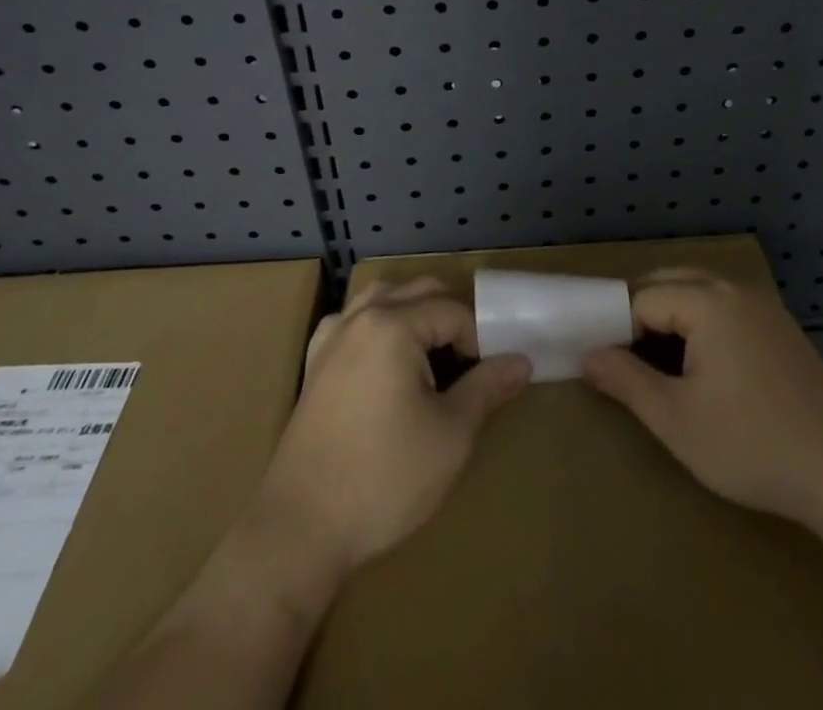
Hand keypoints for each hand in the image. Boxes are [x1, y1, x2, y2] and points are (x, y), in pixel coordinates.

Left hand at [253, 277, 531, 583]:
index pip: (454, 312)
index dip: (481, 341)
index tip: (490, 379)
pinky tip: (386, 359)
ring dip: (415, 313)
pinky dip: (377, 324)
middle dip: (452, 319)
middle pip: (420, 291)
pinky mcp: (315, 364)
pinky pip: (353, 320)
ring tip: (433, 355)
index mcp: (393, 325)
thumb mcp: (451, 435)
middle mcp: (360, 317)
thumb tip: (522, 360)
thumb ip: (487, 387)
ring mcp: (332, 338)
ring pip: (383, 297)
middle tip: (470, 364)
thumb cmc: (384, 479)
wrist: (301, 530)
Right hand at [583, 268, 822, 526]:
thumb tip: (588, 356)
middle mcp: (734, 288)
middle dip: (641, 314)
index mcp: (707, 300)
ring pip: (698, 291)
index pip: (642, 298)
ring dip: (671, 316)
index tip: (608, 367)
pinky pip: (725, 306)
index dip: (618, 329)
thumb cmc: (753, 444)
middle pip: (670, 281)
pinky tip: (703, 366)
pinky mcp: (780, 326)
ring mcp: (762, 304)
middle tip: (626, 362)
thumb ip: (626, 382)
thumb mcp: (677, 420)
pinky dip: (701, 322)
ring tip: (658, 366)